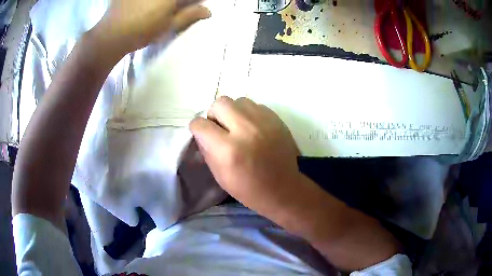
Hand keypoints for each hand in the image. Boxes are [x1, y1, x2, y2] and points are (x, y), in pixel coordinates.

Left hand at [90, 0, 209, 58]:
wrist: (111, 35)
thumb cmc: (142, 31)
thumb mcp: (168, 25)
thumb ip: (189, 15)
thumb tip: (208, 11)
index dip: (196, 1)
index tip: (197, 4)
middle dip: (182, 2)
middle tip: (179, 7)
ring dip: (166, 3)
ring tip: (163, 10)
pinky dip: (152, 2)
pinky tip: (148, 7)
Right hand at [189, 97, 301, 212]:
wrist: (283, 189)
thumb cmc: (248, 188)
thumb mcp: (220, 175)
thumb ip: (207, 149)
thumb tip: (202, 133)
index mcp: (228, 149)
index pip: (201, 124)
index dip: (197, 128)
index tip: (201, 133)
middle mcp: (246, 130)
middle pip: (220, 103)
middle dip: (214, 114)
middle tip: (220, 127)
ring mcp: (264, 122)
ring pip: (238, 100)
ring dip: (233, 112)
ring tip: (238, 126)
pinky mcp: (276, 119)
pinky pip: (255, 105)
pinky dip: (249, 114)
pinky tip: (253, 128)